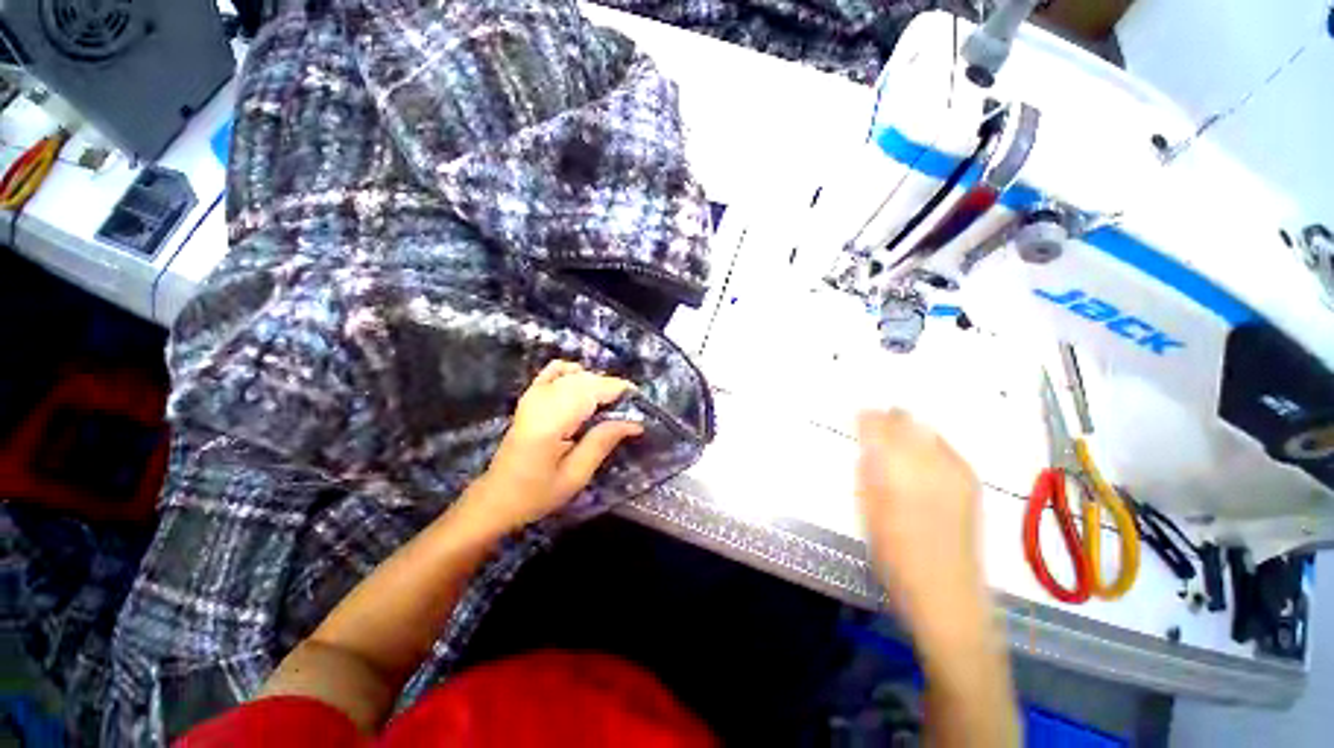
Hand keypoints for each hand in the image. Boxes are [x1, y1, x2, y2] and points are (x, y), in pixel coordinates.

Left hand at [464, 361, 643, 535]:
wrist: (497, 497)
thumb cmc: (537, 493)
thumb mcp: (576, 475)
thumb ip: (602, 442)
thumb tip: (634, 422)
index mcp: (552, 421)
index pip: (591, 391)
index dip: (618, 389)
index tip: (639, 399)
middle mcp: (542, 400)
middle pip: (585, 380)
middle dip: (611, 387)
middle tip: (628, 407)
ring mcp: (533, 395)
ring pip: (574, 374)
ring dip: (596, 383)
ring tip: (609, 403)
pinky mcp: (530, 396)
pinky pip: (554, 371)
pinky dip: (573, 372)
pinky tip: (583, 384)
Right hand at [856, 410, 985, 624]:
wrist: (947, 592)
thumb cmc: (894, 554)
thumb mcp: (867, 509)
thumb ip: (867, 471)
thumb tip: (867, 446)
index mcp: (896, 468)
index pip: (877, 426)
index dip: (865, 418)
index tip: (856, 418)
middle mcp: (928, 461)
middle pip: (905, 422)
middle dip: (887, 419)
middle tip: (873, 426)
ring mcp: (955, 470)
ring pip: (926, 430)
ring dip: (908, 429)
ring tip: (896, 439)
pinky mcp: (970, 482)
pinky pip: (946, 447)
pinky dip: (929, 443)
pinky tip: (921, 458)